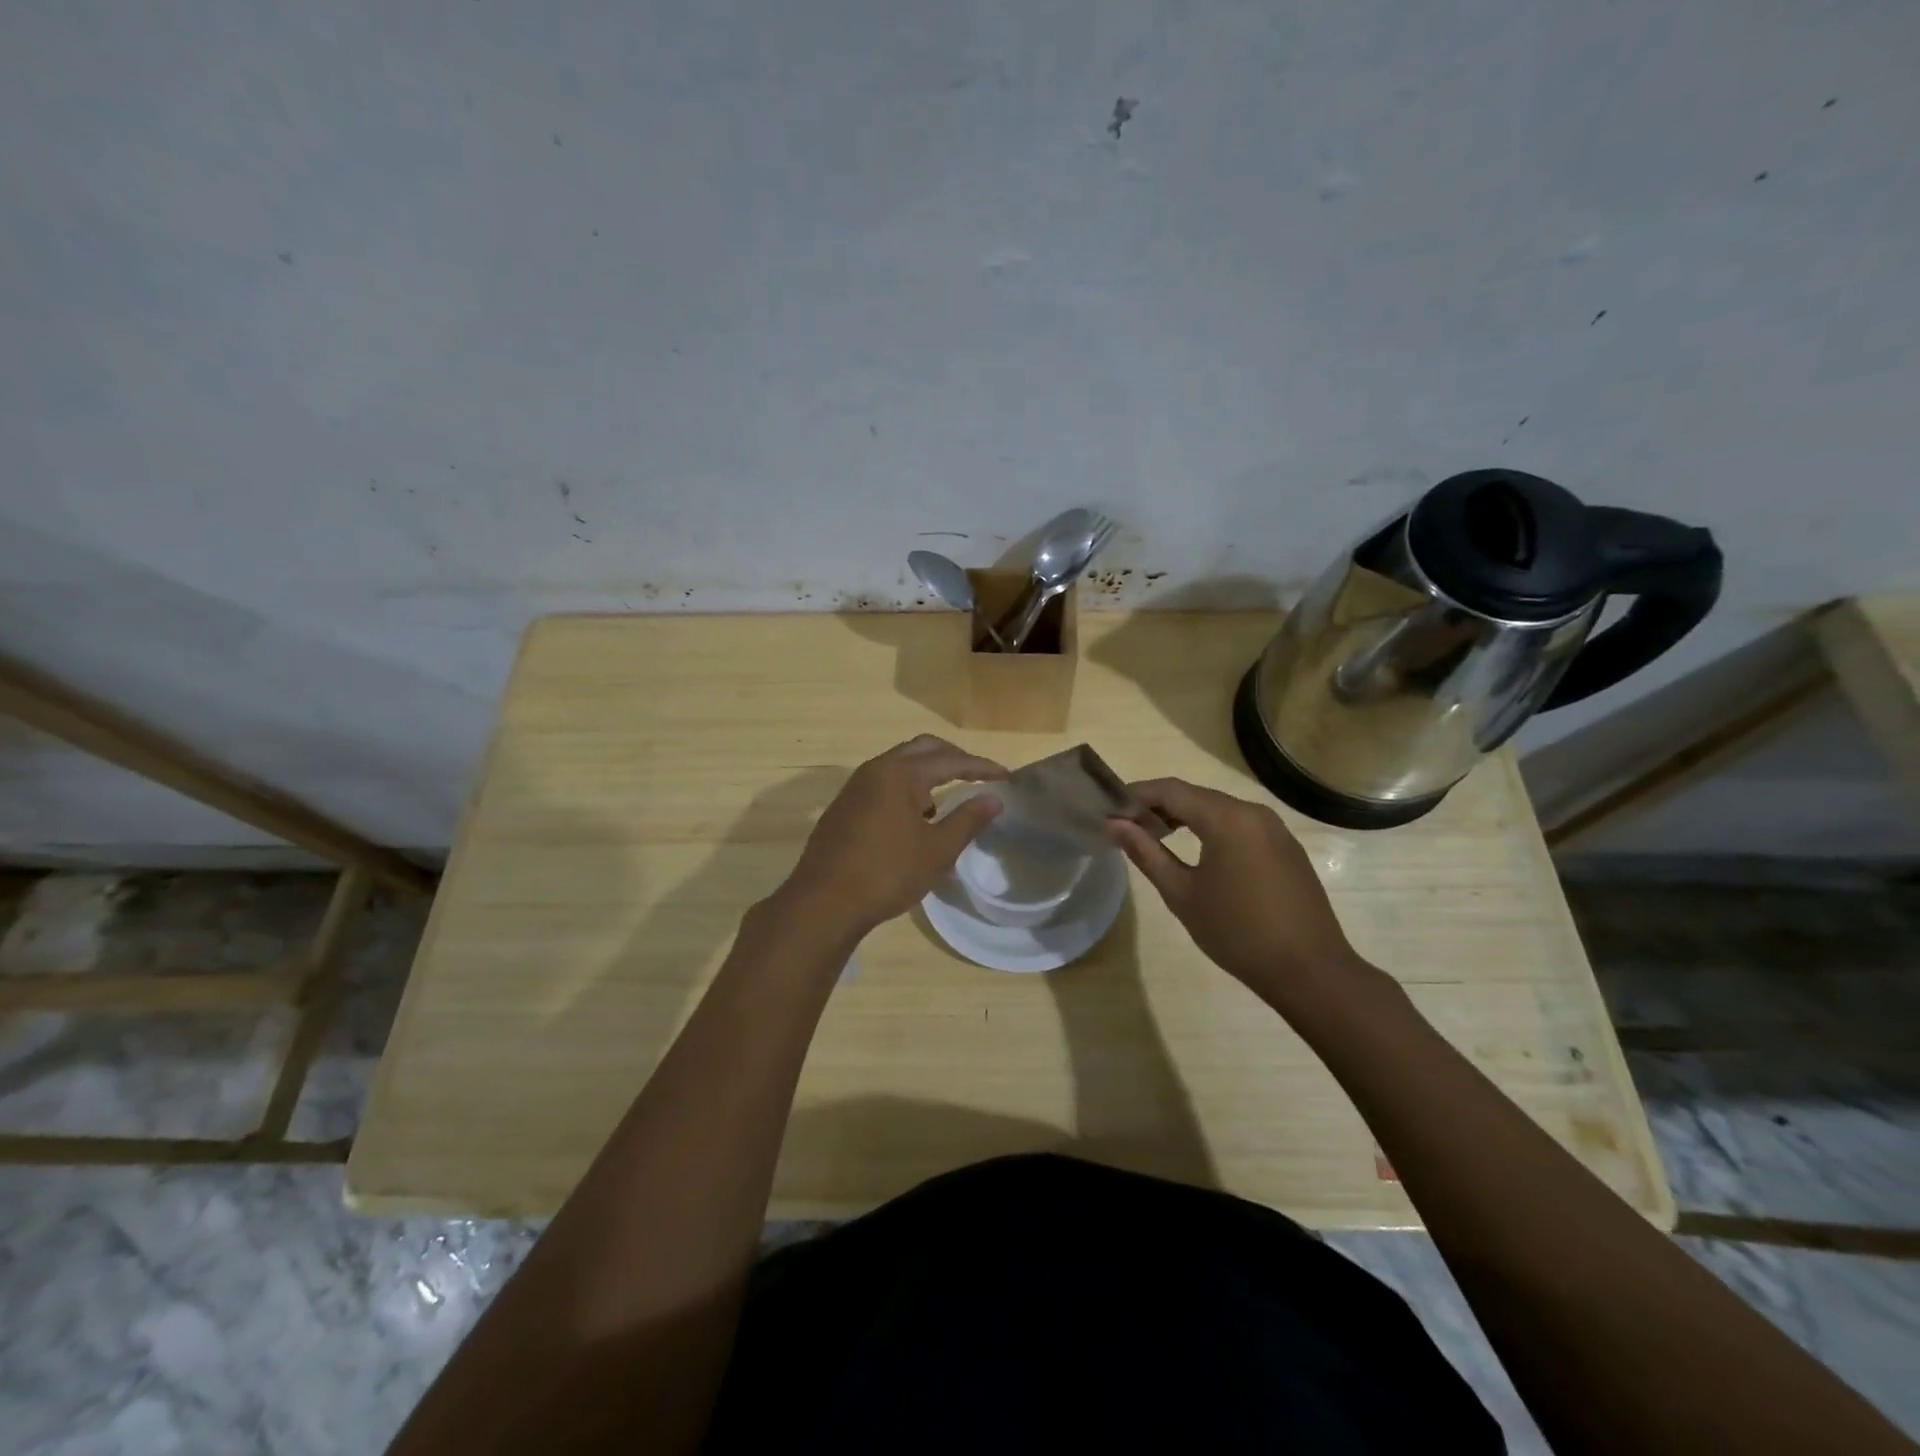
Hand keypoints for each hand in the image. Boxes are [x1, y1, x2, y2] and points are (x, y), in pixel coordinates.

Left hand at [776, 735, 1005, 937]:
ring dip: (927, 772)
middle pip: (922, 749)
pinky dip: (906, 787)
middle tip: (978, 775)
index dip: (981, 767)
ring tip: (948, 799)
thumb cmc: (887, 873)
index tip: (1005, 777)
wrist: (824, 902)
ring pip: (899, 763)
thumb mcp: (937, 850)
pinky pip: (883, 782)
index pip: (951, 760)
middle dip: (953, 758)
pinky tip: (915, 818)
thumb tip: (994, 798)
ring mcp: (856, 786)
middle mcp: (876, 769)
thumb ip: (968, 820)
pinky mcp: (844, 806)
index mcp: (901, 773)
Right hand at [1104, 778, 1361, 1006]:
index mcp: (1227, 818)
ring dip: (1184, 818)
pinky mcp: (1286, 848)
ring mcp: (1275, 829)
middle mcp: (1253, 812)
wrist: (1310, 971)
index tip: (1110, 810)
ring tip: (1155, 839)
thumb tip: (1114, 825)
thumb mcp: (1182, 893)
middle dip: (1158, 806)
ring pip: (1218, 809)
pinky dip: (1211, 830)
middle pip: (1195, 796)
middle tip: (1127, 827)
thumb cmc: (1237, 932)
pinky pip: (1239, 826)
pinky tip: (1197, 853)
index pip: (1170, 790)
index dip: (1136, 795)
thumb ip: (1146, 853)